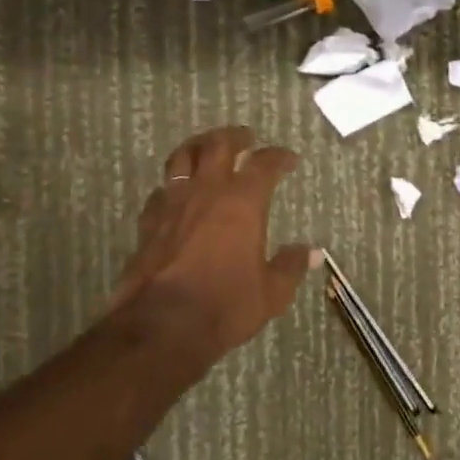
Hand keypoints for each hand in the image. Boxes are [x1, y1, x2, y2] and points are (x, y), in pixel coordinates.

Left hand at [109, 126, 316, 360]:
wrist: (164, 323)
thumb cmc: (226, 305)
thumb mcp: (271, 292)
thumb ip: (289, 267)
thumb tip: (311, 253)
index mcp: (242, 202)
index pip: (264, 164)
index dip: (278, 157)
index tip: (289, 158)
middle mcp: (206, 192)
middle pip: (218, 146)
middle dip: (234, 137)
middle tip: (245, 137)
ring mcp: (172, 203)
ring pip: (182, 158)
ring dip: (197, 148)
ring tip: (205, 149)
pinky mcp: (148, 222)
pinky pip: (161, 191)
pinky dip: (172, 186)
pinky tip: (175, 194)